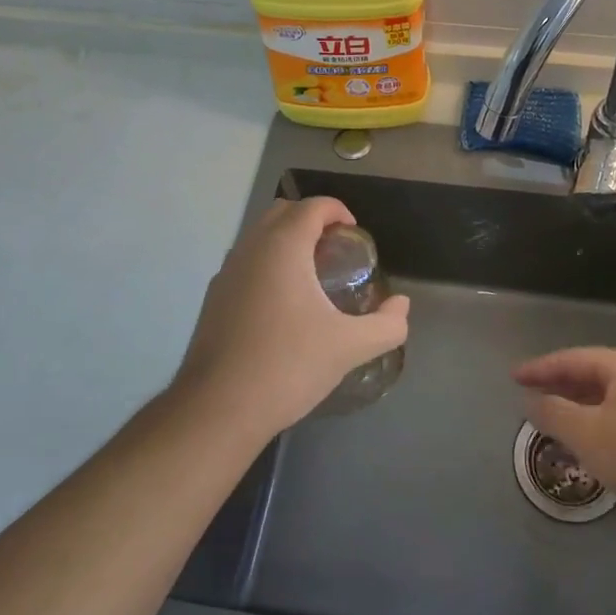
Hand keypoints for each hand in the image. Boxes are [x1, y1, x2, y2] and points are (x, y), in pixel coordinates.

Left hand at [174, 196, 409, 439]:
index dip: (338, 211)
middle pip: (283, 211)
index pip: (313, 205)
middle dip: (312, 220)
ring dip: (287, 242)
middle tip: (336, 252)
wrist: (218, 409)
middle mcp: (251, 248)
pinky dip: (267, 265)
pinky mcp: (213, 298)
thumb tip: (402, 306)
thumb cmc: (288, 366)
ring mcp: (226, 272)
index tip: (355, 236)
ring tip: (312, 278)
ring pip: (260, 237)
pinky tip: (282, 307)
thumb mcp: (350, 347)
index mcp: (283, 247)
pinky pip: (245, 263)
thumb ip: (387, 324)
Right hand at [513, 347, 615, 500]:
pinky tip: (591, 442)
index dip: (539, 369)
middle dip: (559, 388)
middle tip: (531, 399)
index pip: (571, 359)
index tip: (514, 378)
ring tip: (555, 423)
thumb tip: (532, 402)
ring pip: (608, 397)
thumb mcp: (587, 434)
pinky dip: (599, 421)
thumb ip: (553, 414)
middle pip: (591, 374)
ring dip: (578, 408)